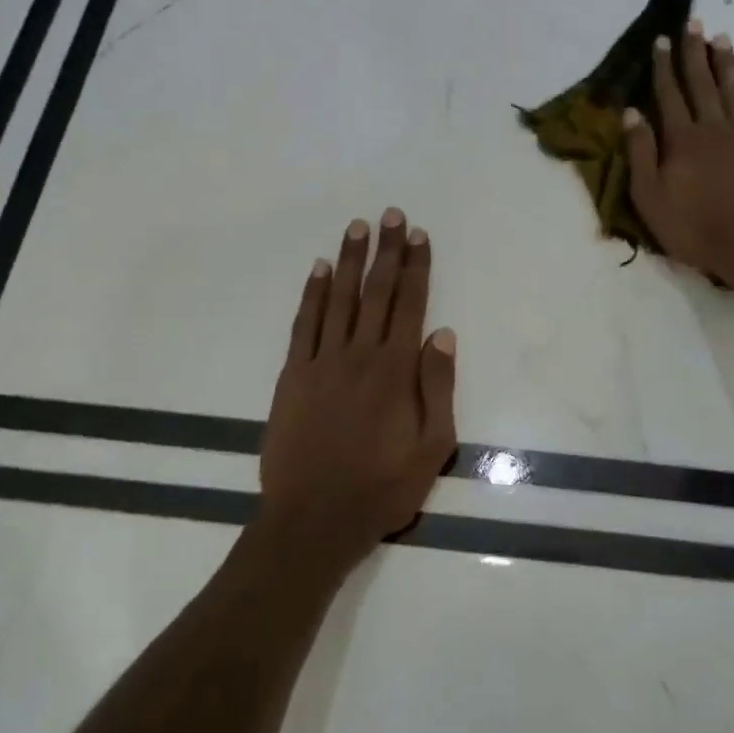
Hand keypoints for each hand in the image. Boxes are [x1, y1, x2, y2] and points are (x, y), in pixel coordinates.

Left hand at [256, 209, 457, 575]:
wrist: (315, 517)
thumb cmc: (383, 486)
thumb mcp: (432, 446)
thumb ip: (438, 387)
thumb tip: (441, 334)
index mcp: (395, 370)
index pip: (410, 305)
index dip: (416, 267)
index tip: (419, 235)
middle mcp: (359, 354)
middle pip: (377, 292)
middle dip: (387, 251)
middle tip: (391, 215)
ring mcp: (322, 362)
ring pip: (340, 299)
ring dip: (351, 260)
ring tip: (358, 226)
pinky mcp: (293, 375)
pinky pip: (304, 324)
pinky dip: (313, 294)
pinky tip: (320, 269)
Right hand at [624, 20, 733, 285]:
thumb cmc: (693, 228)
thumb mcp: (650, 197)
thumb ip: (641, 153)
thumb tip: (631, 113)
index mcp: (682, 140)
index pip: (669, 95)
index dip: (663, 67)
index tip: (661, 40)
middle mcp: (714, 128)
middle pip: (702, 84)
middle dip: (695, 53)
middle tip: (694, 23)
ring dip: (727, 64)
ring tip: (722, 38)